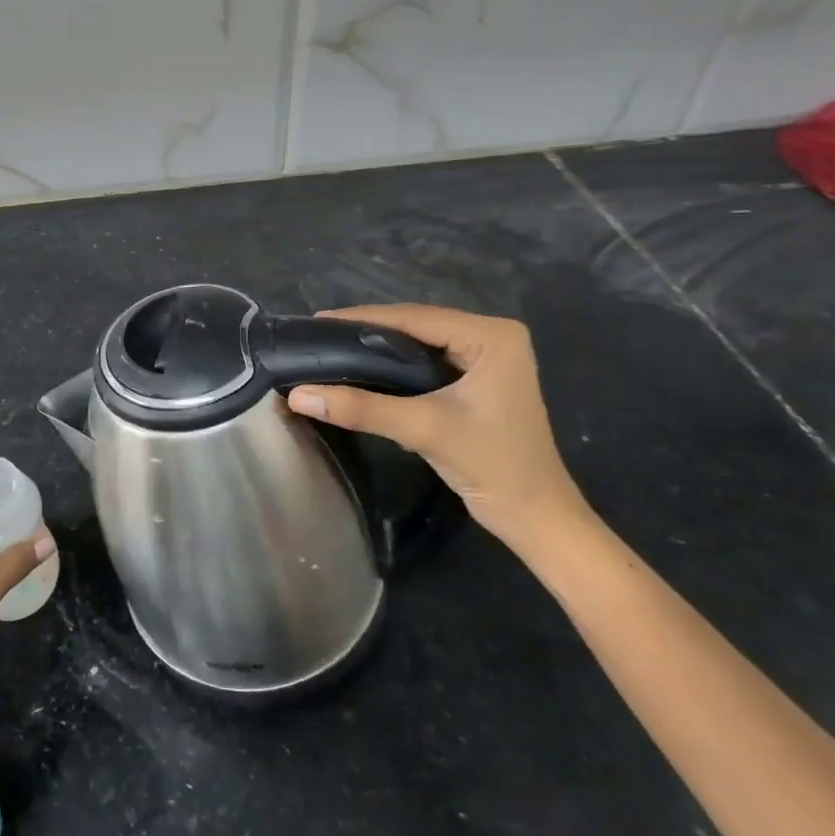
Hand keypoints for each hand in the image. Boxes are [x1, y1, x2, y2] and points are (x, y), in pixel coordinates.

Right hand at [286, 305, 589, 555]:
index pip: (416, 317)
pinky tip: (363, 369)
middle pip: (417, 326)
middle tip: (319, 335)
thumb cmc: (493, 465)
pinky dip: (395, 367)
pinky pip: (427, 362)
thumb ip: (362, 408)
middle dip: (368, 332)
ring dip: (379, 349)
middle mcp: (492, 337)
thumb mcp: (424, 429)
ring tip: (332, 347)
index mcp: (492, 335)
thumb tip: (298, 396)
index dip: (363, 319)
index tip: (317, 321)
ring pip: (420, 344)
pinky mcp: (479, 380)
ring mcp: (487, 359)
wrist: (535, 518)